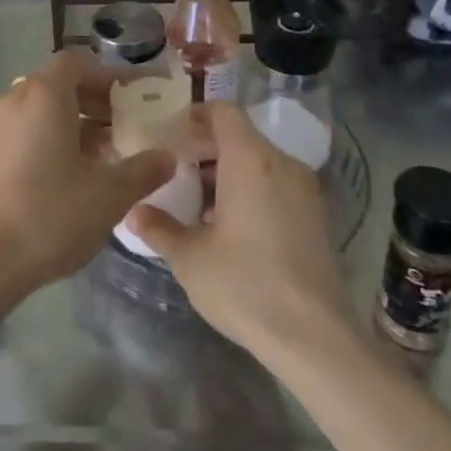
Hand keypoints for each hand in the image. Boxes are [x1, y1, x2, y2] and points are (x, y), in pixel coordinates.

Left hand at [0, 50, 173, 319]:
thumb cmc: (49, 217)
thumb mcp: (109, 197)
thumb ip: (143, 171)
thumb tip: (166, 157)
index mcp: (43, 95)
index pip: (77, 63)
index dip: (107, 77)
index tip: (130, 100)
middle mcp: (10, 98)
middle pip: (55, 85)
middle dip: (90, 103)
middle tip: (119, 130)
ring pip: (34, 110)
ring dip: (65, 123)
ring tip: (92, 158)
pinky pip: (15, 130)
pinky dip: (39, 139)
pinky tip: (55, 176)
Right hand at [128, 103, 350, 357]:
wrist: (316, 338)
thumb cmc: (246, 285)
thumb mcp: (190, 258)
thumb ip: (159, 228)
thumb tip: (134, 212)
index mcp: (250, 160)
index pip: (223, 112)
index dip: (195, 115)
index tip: (169, 133)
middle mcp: (281, 164)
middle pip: (240, 136)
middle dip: (205, 148)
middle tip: (174, 170)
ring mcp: (305, 190)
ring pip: (259, 161)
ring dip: (227, 171)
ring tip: (197, 201)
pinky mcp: (316, 216)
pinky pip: (276, 184)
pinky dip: (250, 189)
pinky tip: (230, 225)